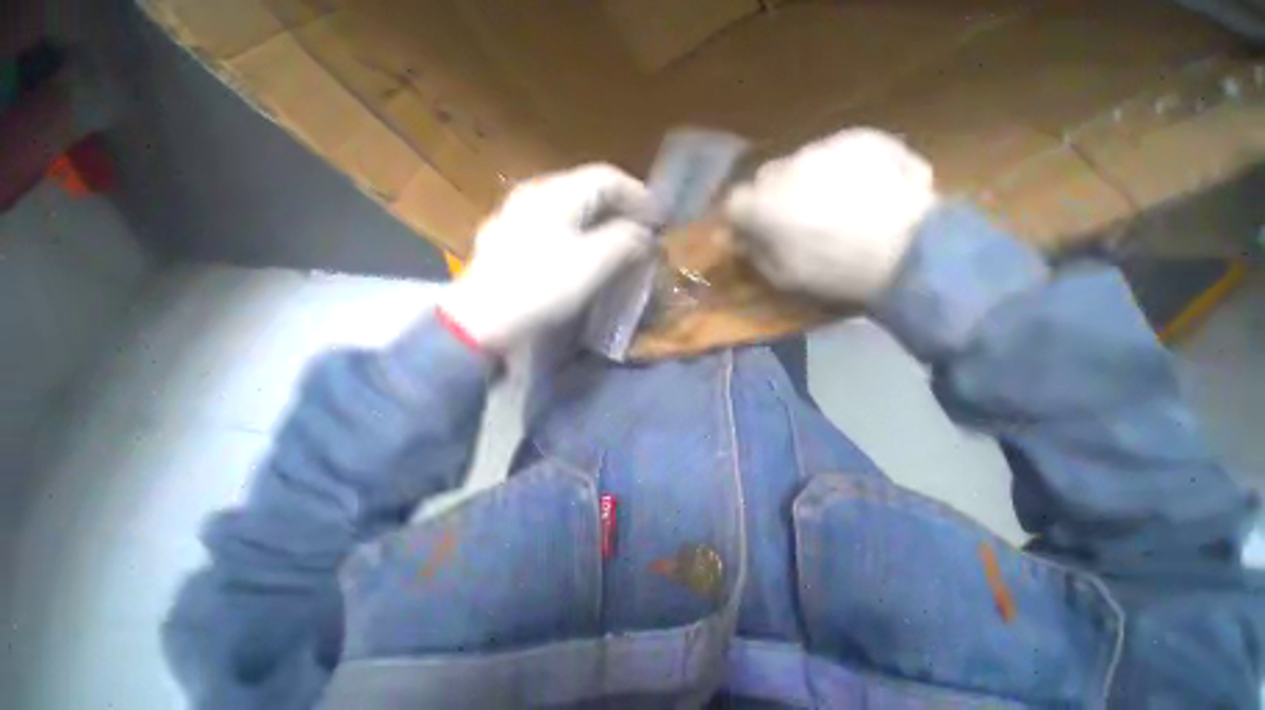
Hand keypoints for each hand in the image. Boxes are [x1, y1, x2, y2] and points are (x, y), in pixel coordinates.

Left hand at [439, 164, 654, 351]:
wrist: (482, 319)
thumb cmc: (542, 287)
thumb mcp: (592, 264)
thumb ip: (625, 242)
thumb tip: (644, 236)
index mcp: (556, 193)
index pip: (607, 177)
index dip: (638, 195)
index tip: (660, 219)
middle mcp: (534, 193)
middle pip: (587, 189)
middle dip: (620, 207)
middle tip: (642, 229)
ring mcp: (517, 215)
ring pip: (570, 207)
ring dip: (600, 220)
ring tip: (617, 240)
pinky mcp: (509, 238)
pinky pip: (554, 225)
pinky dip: (578, 233)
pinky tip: (581, 251)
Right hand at [725, 128, 939, 303]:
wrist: (910, 249)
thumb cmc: (836, 271)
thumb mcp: (782, 276)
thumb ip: (752, 252)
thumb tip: (730, 238)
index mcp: (765, 205)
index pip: (733, 202)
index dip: (740, 219)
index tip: (752, 233)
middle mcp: (788, 168)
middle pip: (765, 178)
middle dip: (771, 197)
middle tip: (792, 219)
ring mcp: (826, 147)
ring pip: (800, 163)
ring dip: (803, 182)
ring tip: (832, 204)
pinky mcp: (861, 137)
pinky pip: (835, 151)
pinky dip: (837, 169)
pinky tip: (858, 190)